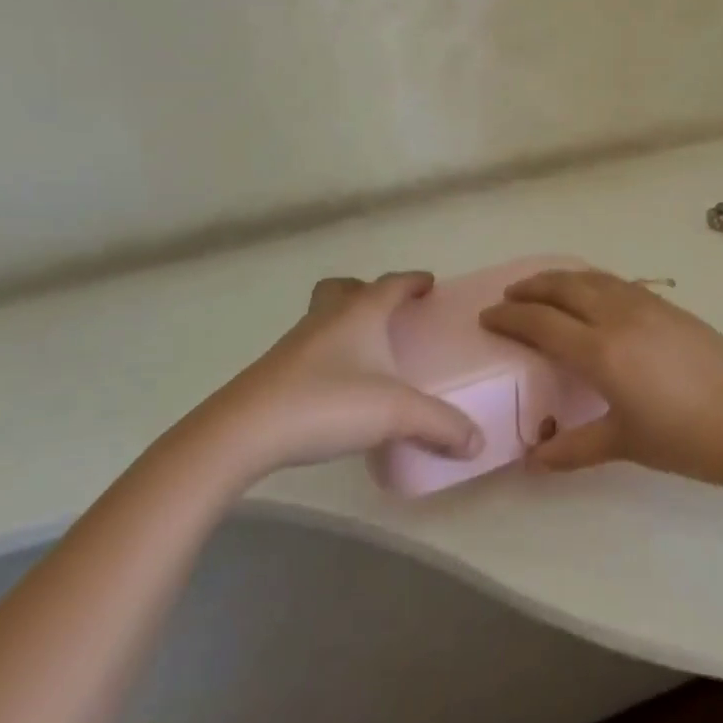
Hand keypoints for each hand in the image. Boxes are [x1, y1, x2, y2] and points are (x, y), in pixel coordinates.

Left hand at [180, 272, 482, 478]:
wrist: (245, 431)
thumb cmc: (328, 403)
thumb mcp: (396, 414)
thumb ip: (441, 425)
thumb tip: (478, 441)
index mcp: (359, 312)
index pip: (391, 283)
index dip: (413, 281)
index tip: (429, 282)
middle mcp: (327, 317)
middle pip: (345, 288)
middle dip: (368, 291)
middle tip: (388, 310)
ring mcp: (297, 343)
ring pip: (323, 315)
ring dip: (344, 321)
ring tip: (365, 350)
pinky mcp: (276, 371)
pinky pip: (309, 347)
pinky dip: (327, 352)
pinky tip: (337, 384)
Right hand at [480, 269, 722, 491]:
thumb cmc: (687, 439)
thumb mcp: (626, 444)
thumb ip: (575, 447)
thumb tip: (534, 460)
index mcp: (601, 352)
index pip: (542, 323)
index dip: (510, 317)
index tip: (488, 317)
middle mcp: (618, 317)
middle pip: (563, 287)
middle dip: (530, 288)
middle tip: (509, 296)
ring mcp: (646, 304)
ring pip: (591, 278)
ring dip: (560, 279)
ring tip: (543, 288)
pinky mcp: (668, 304)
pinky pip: (616, 282)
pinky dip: (591, 281)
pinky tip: (592, 294)